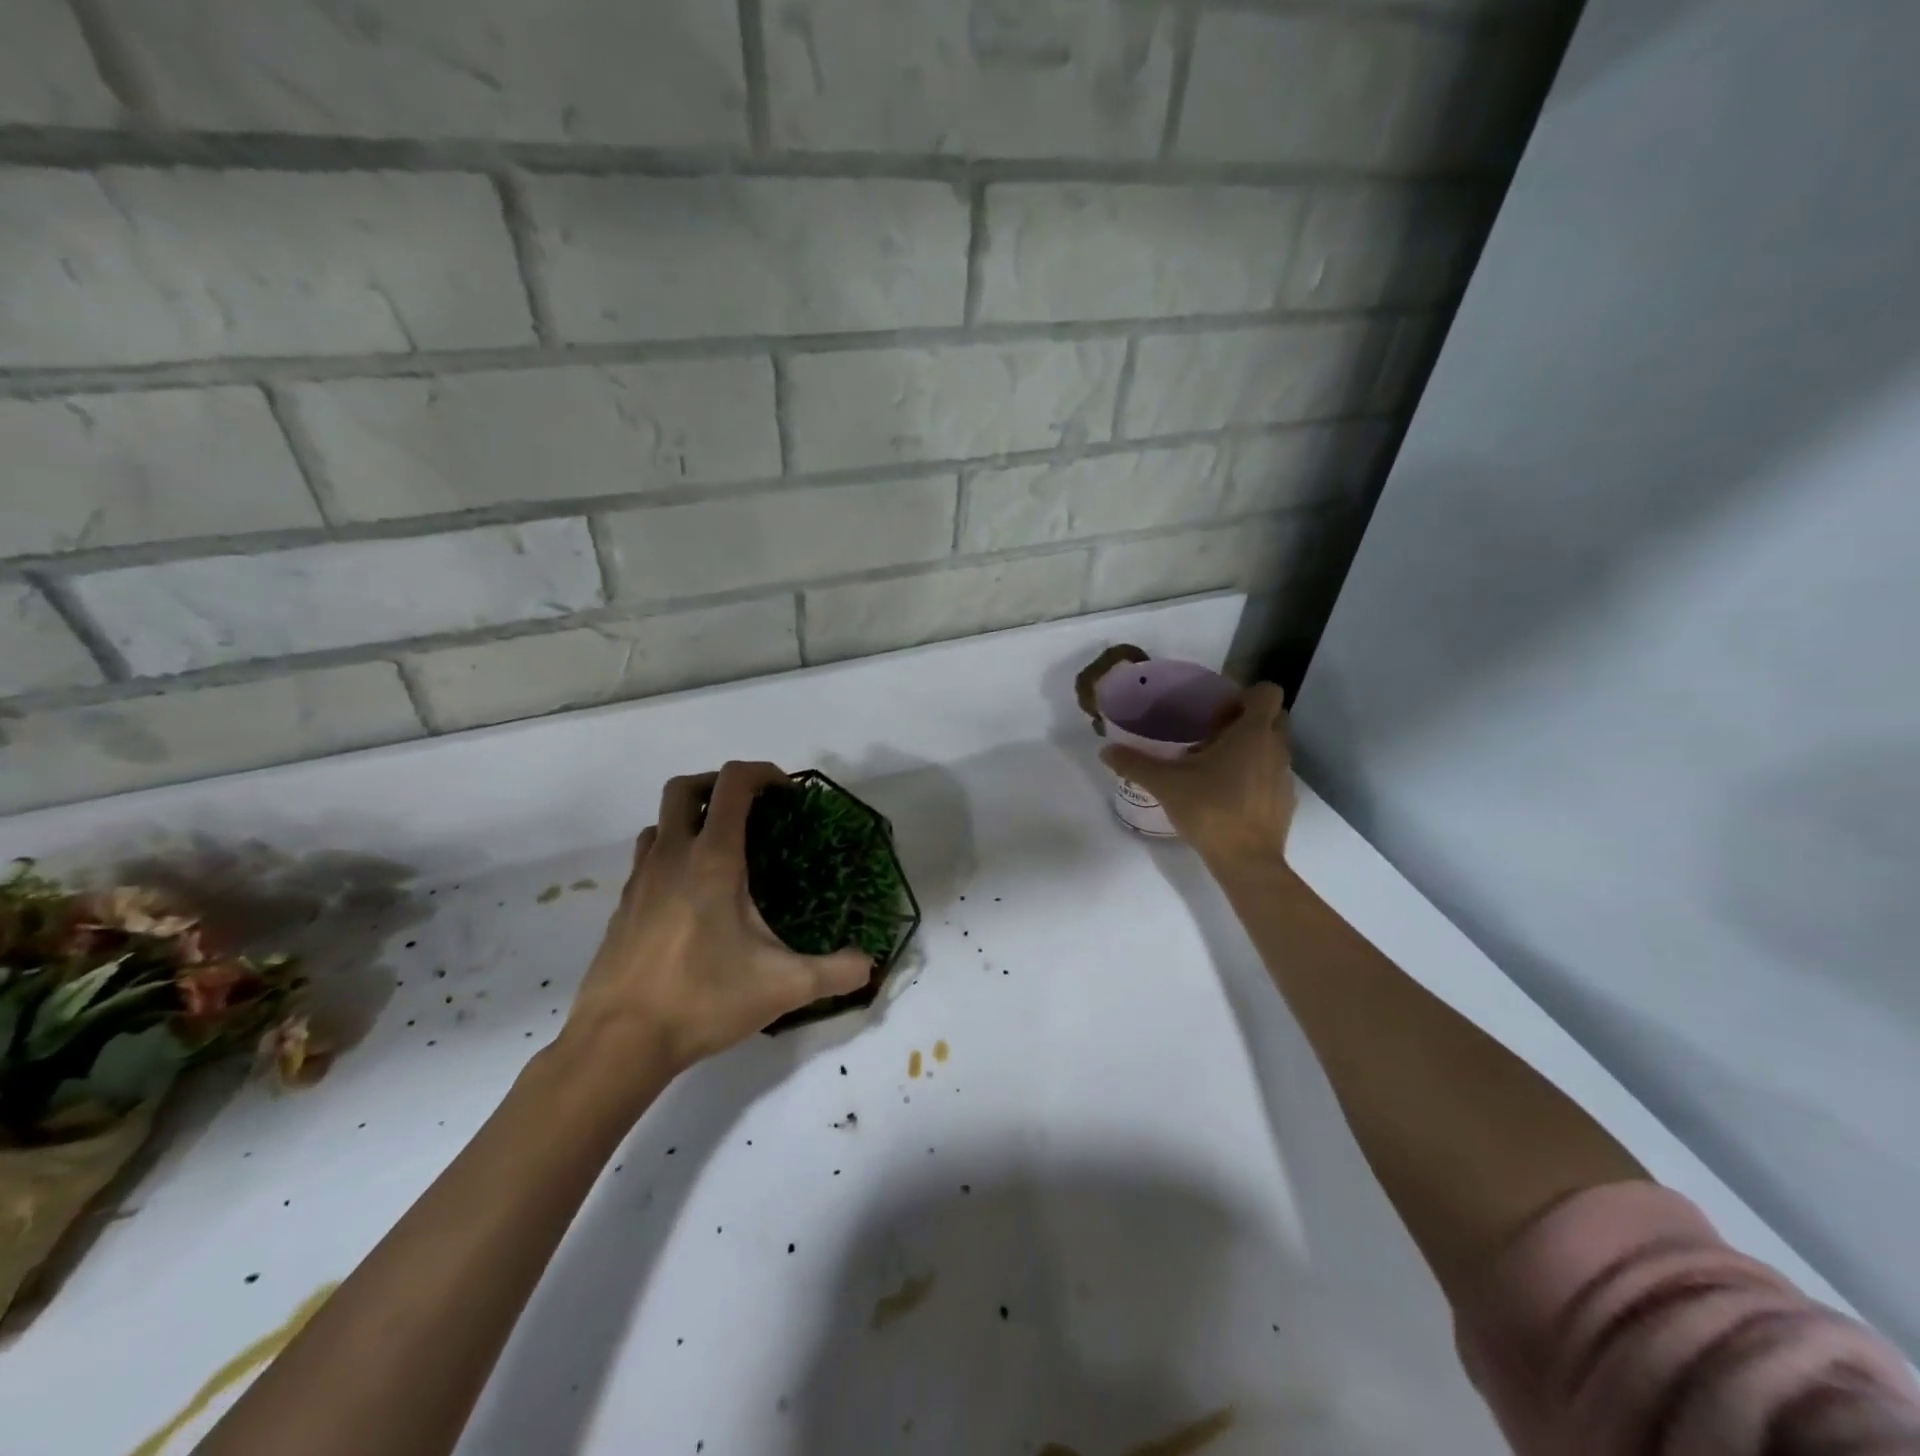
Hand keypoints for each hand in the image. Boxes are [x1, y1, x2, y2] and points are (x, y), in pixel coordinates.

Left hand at [562, 762, 872, 1089]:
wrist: (616, 1043)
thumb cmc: (702, 1000)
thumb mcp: (783, 987)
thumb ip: (835, 971)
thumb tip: (869, 964)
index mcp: (713, 860)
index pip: (733, 784)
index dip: (764, 773)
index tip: (788, 794)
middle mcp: (672, 857)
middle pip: (685, 787)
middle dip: (719, 784)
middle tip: (751, 810)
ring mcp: (640, 880)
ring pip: (660, 822)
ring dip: (691, 819)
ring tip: (722, 851)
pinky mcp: (622, 907)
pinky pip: (647, 858)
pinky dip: (672, 855)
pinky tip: (693, 897)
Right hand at [1100, 681, 1295, 867]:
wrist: (1247, 861)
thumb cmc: (1210, 809)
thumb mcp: (1165, 784)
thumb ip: (1135, 763)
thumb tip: (1105, 750)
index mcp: (1253, 732)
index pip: (1267, 692)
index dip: (1244, 695)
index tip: (1216, 712)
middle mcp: (1277, 747)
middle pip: (1272, 717)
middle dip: (1246, 719)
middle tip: (1211, 734)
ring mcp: (1285, 775)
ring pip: (1272, 747)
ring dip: (1250, 748)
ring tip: (1214, 766)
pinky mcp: (1285, 800)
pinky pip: (1271, 773)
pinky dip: (1255, 774)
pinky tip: (1226, 794)